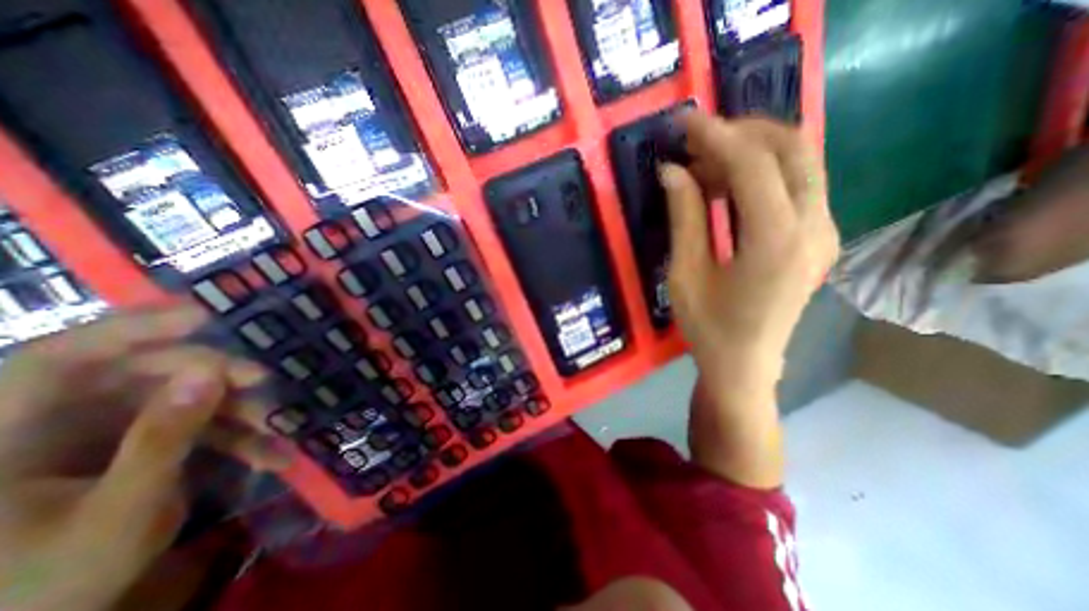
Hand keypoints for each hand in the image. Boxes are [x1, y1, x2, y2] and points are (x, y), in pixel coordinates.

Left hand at [0, 308, 289, 610]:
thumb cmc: (48, 586)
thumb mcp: (119, 512)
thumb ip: (162, 439)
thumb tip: (211, 373)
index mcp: (6, 438)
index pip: (59, 359)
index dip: (131, 329)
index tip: (203, 316)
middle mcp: (53, 426)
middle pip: (140, 375)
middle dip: (210, 375)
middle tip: (260, 379)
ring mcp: (99, 438)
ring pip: (179, 400)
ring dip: (234, 411)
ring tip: (277, 429)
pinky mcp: (136, 449)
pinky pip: (194, 429)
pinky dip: (235, 439)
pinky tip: (271, 455)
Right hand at [658, 112, 836, 488]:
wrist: (745, 366)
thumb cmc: (708, 327)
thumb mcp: (686, 273)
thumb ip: (684, 217)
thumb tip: (672, 171)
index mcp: (776, 240)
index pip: (753, 163)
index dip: (716, 136)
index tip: (685, 122)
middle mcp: (814, 227)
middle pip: (791, 148)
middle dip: (741, 133)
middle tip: (695, 142)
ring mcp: (824, 232)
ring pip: (798, 163)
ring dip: (751, 152)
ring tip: (703, 167)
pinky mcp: (817, 238)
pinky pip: (796, 186)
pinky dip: (761, 174)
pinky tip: (726, 188)